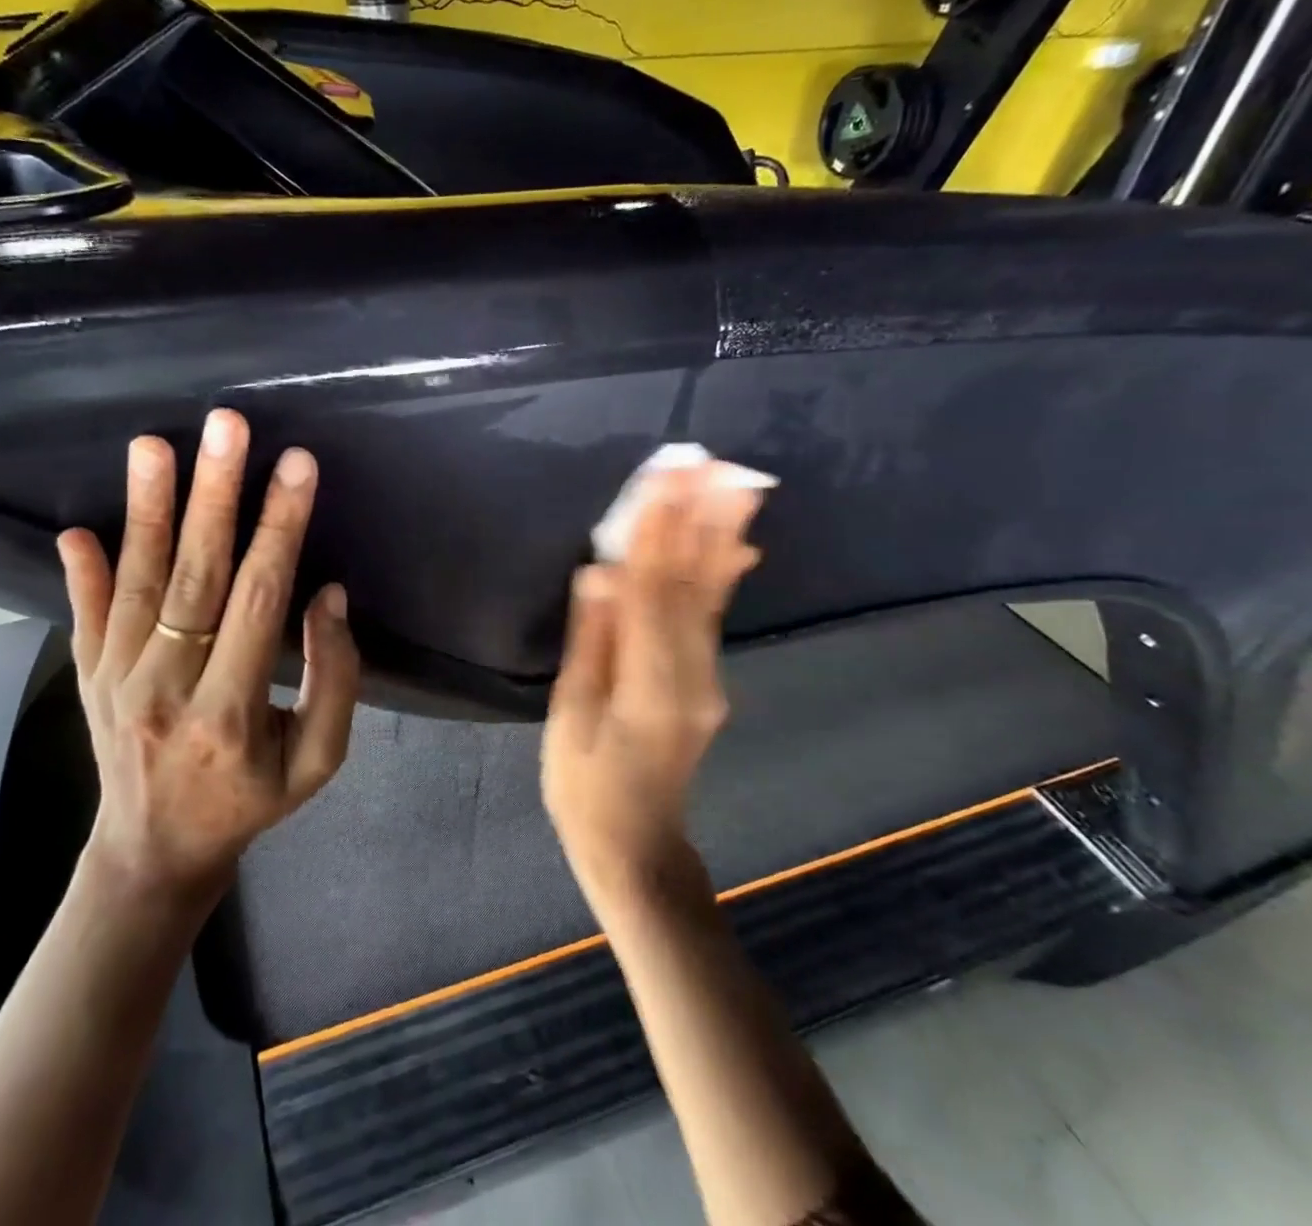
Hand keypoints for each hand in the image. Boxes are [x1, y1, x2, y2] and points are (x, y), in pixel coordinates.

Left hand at [57, 409, 359, 902]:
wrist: (153, 855)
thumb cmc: (249, 802)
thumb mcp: (318, 762)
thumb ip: (334, 680)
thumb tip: (328, 595)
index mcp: (230, 713)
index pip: (259, 601)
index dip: (280, 528)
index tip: (297, 466)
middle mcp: (166, 689)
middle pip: (195, 577)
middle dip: (214, 496)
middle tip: (226, 427)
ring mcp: (115, 681)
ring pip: (137, 584)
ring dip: (147, 510)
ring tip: (153, 446)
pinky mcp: (87, 678)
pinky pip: (85, 616)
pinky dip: (83, 572)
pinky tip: (78, 529)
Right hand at [542, 464, 764, 900]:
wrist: (636, 846)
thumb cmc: (586, 787)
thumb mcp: (571, 719)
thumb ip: (590, 644)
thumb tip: (598, 575)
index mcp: (650, 686)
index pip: (652, 593)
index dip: (656, 534)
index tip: (663, 481)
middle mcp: (692, 676)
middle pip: (690, 585)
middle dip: (696, 519)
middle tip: (708, 464)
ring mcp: (706, 679)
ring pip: (711, 596)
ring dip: (720, 536)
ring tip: (736, 485)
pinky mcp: (706, 681)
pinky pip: (712, 617)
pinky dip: (725, 574)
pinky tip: (740, 544)